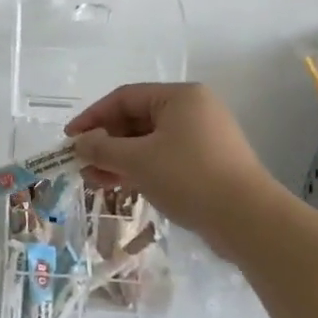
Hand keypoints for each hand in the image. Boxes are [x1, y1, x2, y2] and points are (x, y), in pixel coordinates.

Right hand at [65, 83, 281, 260]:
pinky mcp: (207, 164)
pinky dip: (139, 169)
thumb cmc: (189, 177)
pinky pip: (163, 159)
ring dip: (118, 159)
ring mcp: (202, 138)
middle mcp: (193, 111)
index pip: (124, 98)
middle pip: (136, 120)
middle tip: (81, 163)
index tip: (70, 139)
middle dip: (105, 142)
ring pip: (148, 142)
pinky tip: (119, 185)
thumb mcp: (137, 160)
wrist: (248, 220)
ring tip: (93, 180)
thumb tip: (79, 143)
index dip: (92, 117)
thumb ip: (102, 148)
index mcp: (180, 97)